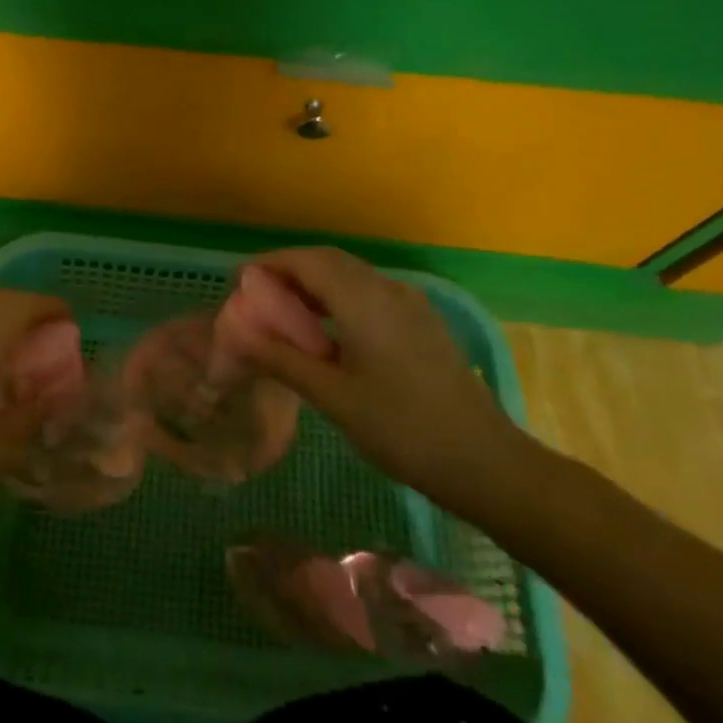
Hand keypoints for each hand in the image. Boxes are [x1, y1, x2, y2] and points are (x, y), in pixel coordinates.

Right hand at [240, 249, 535, 511]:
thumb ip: (283, 359)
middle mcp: (388, 289)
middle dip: (288, 271)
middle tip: (255, 297)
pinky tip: (325, 331)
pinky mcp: (421, 321)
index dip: (269, 264)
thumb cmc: (402, 429)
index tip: (238, 283)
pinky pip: (369, 292)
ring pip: (350, 275)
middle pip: (328, 261)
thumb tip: (238, 336)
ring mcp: (410, 304)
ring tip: (282, 314)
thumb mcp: (333, 397)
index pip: (307, 261)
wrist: (484, 461)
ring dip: (313, 284)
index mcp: (364, 301)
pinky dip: (337, 297)